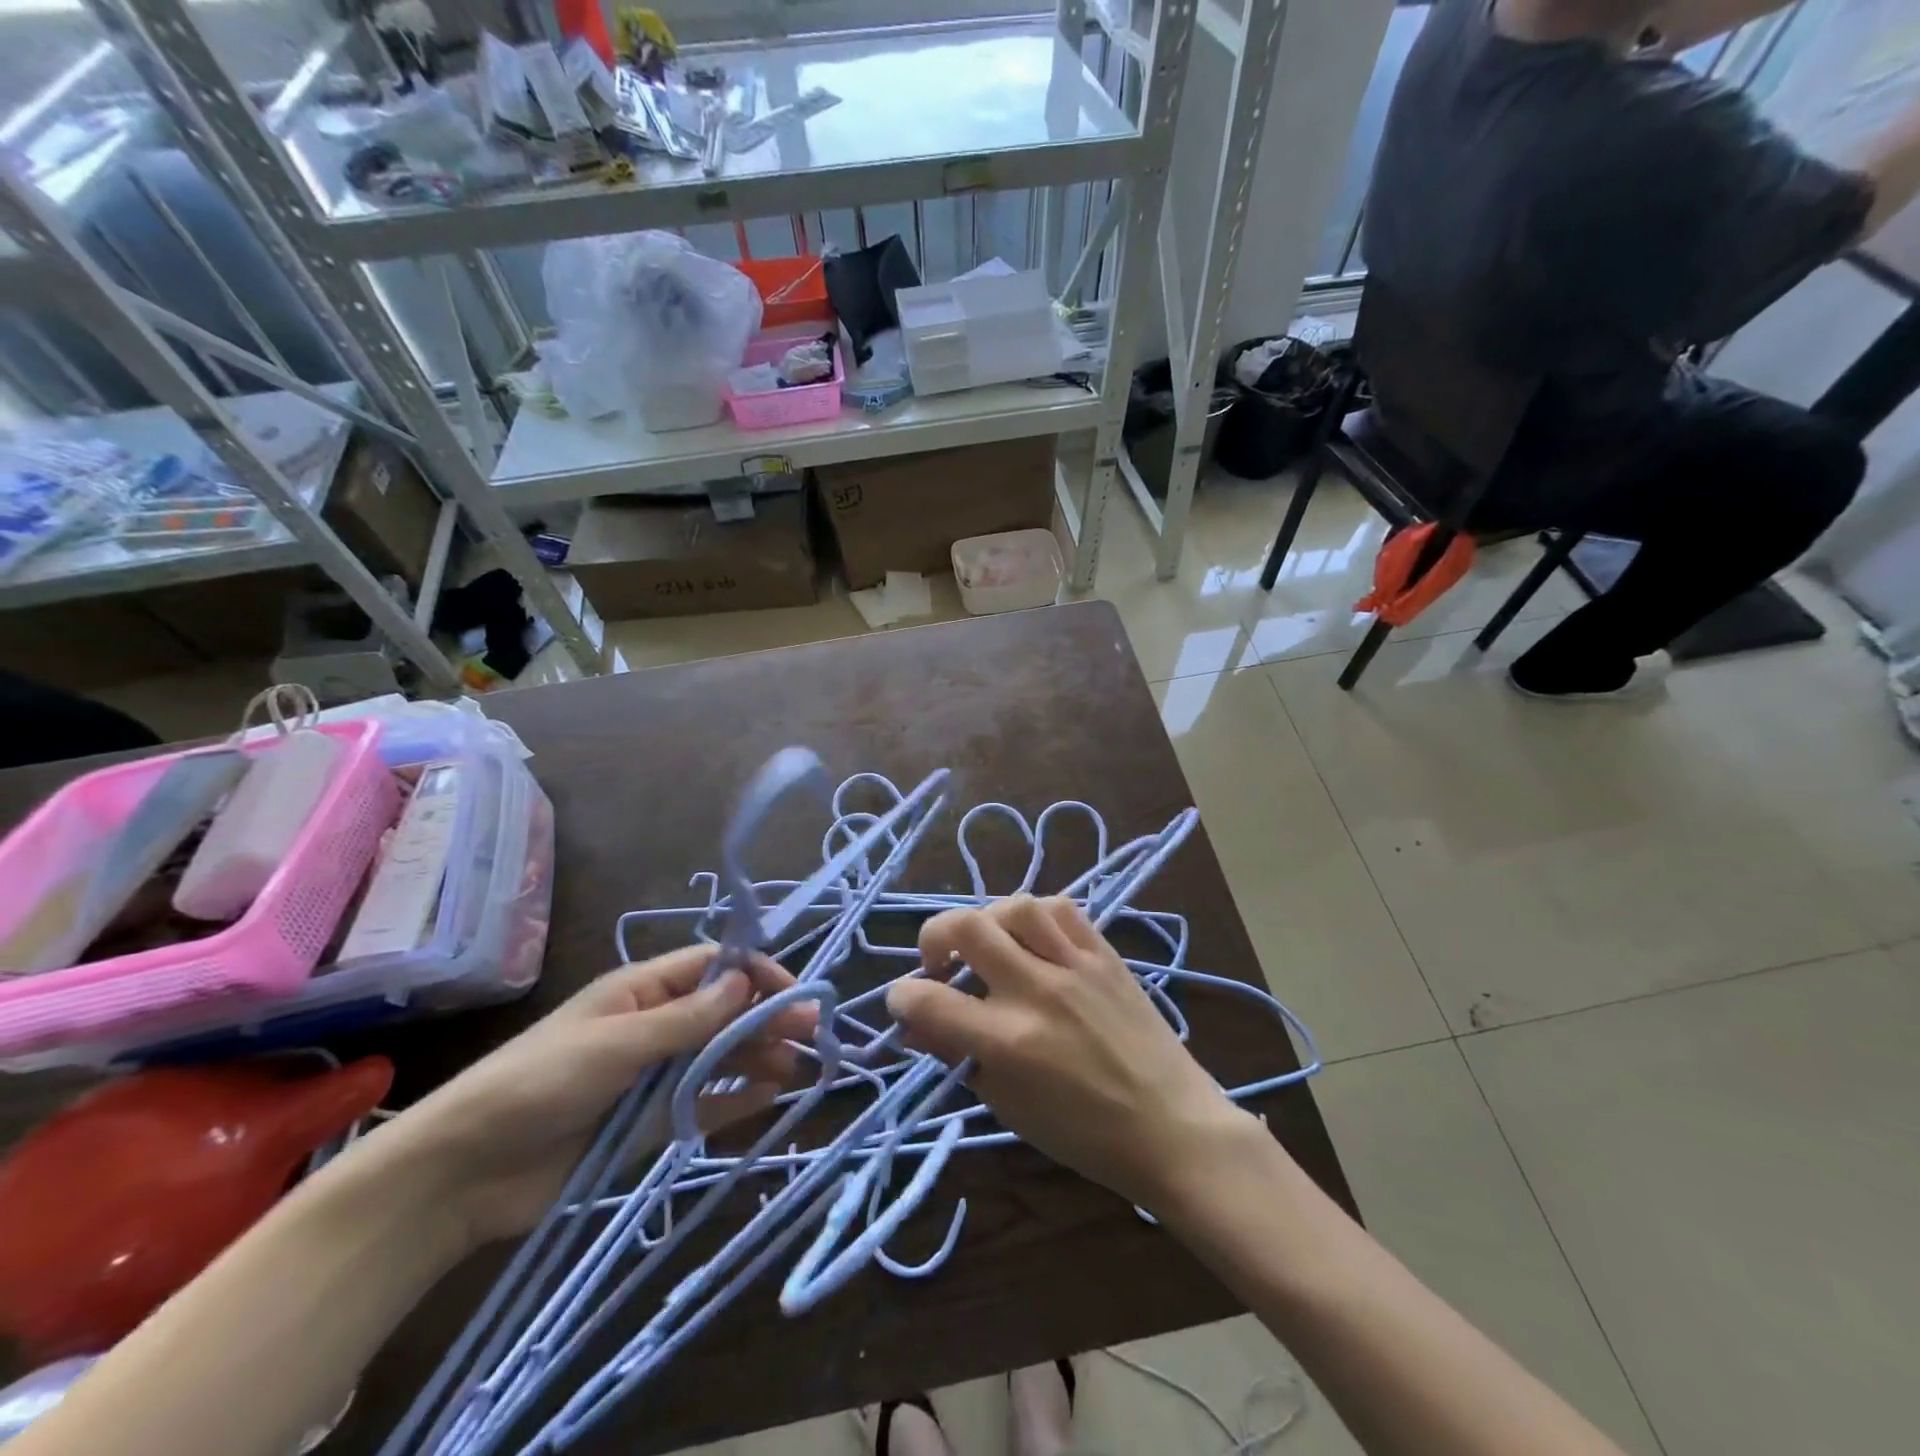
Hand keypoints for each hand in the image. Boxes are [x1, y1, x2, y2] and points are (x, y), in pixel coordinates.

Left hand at [363, 947, 815, 1247]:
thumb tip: (745, 981)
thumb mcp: (617, 1042)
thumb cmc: (539, 1082)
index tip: (792, 991)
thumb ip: (686, 1018)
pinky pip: (705, 1104)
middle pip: (725, 1013)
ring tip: (800, 1066)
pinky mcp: (649, 1124)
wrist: (465, 1172)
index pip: (712, 969)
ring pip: (721, 1057)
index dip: (755, 974)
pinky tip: (769, 1096)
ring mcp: (654, 1076)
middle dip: (768, 1017)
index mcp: (642, 992)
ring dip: (760, 1056)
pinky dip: (737, 1099)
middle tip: (813, 1030)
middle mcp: (655, 1027)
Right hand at [885, 896, 1254, 1212]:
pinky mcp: (1106, 954)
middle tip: (940, 963)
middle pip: (966, 928)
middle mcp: (1036, 991)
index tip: (904, 1002)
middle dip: (934, 937)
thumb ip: (959, 1057)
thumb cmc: (1084, 1134)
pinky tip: (1033, 937)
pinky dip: (1036, 915)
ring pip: (1015, 906)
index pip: (927, 1000)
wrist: (1171, 1127)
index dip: (900, 997)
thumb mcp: (1008, 1106)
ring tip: (990, 946)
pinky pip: (1063, 908)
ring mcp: (1075, 966)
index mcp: (1007, 1042)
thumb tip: (916, 1025)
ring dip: (988, 920)